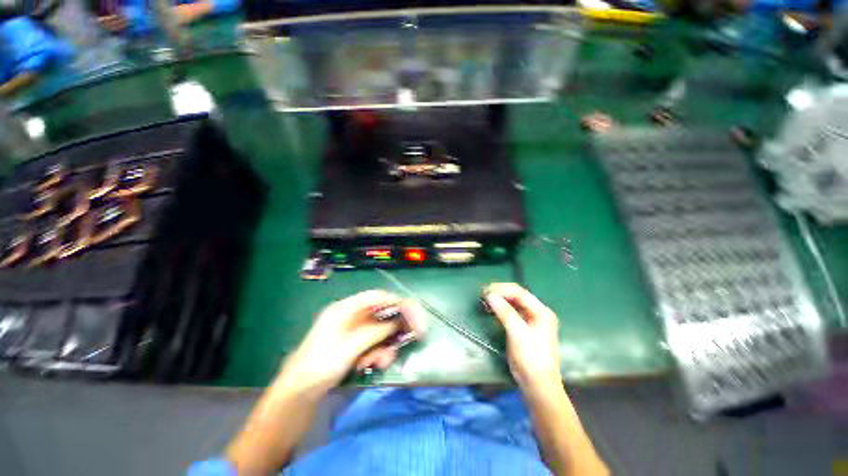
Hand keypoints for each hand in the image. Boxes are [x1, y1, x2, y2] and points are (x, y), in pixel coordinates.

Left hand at [279, 290, 426, 395]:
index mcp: (346, 309)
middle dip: (394, 328)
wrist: (299, 393)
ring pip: (379, 331)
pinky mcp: (353, 344)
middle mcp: (351, 316)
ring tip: (382, 362)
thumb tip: (398, 322)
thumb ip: (376, 331)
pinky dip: (377, 352)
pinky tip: (374, 364)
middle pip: (381, 314)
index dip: (396, 301)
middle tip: (413, 335)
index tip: (412, 311)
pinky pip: (373, 342)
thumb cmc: (321, 364)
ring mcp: (352, 330)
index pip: (376, 297)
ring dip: (385, 345)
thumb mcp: (351, 346)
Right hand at [485, 283, 560, 392]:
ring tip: (485, 300)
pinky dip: (501, 308)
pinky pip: (511, 312)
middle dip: (500, 293)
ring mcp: (531, 320)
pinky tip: (492, 308)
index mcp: (541, 312)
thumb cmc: (531, 358)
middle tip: (484, 294)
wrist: (538, 385)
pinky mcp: (524, 327)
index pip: (520, 293)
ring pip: (513, 303)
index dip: (502, 289)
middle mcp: (538, 312)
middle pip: (517, 296)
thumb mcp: (518, 334)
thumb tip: (490, 295)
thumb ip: (505, 312)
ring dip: (500, 300)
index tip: (486, 291)